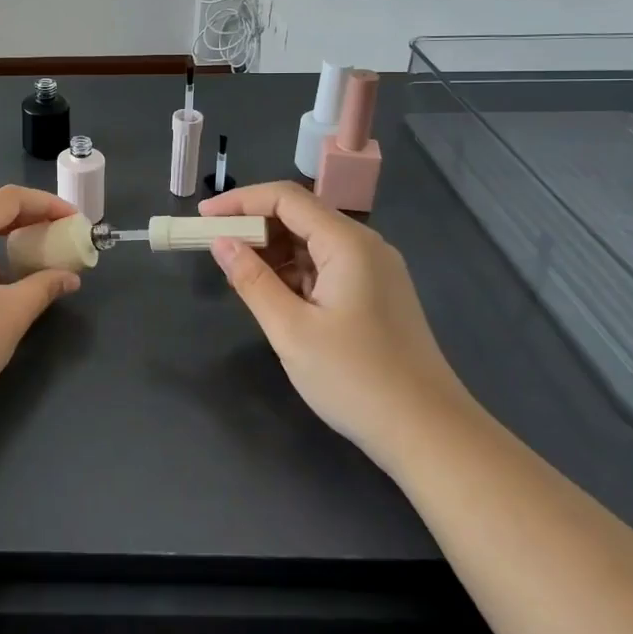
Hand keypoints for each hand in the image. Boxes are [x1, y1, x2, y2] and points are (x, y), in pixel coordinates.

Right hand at [200, 181, 476, 463]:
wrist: (430, 435)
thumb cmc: (356, 379)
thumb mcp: (291, 330)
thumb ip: (252, 280)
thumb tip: (221, 242)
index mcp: (347, 243)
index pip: (285, 198)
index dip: (239, 201)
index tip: (202, 217)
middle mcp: (364, 246)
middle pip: (300, 216)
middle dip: (254, 226)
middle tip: (215, 249)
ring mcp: (374, 271)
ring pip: (312, 242)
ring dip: (273, 252)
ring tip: (238, 276)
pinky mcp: (376, 295)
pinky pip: (326, 266)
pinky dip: (294, 273)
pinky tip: (273, 295)